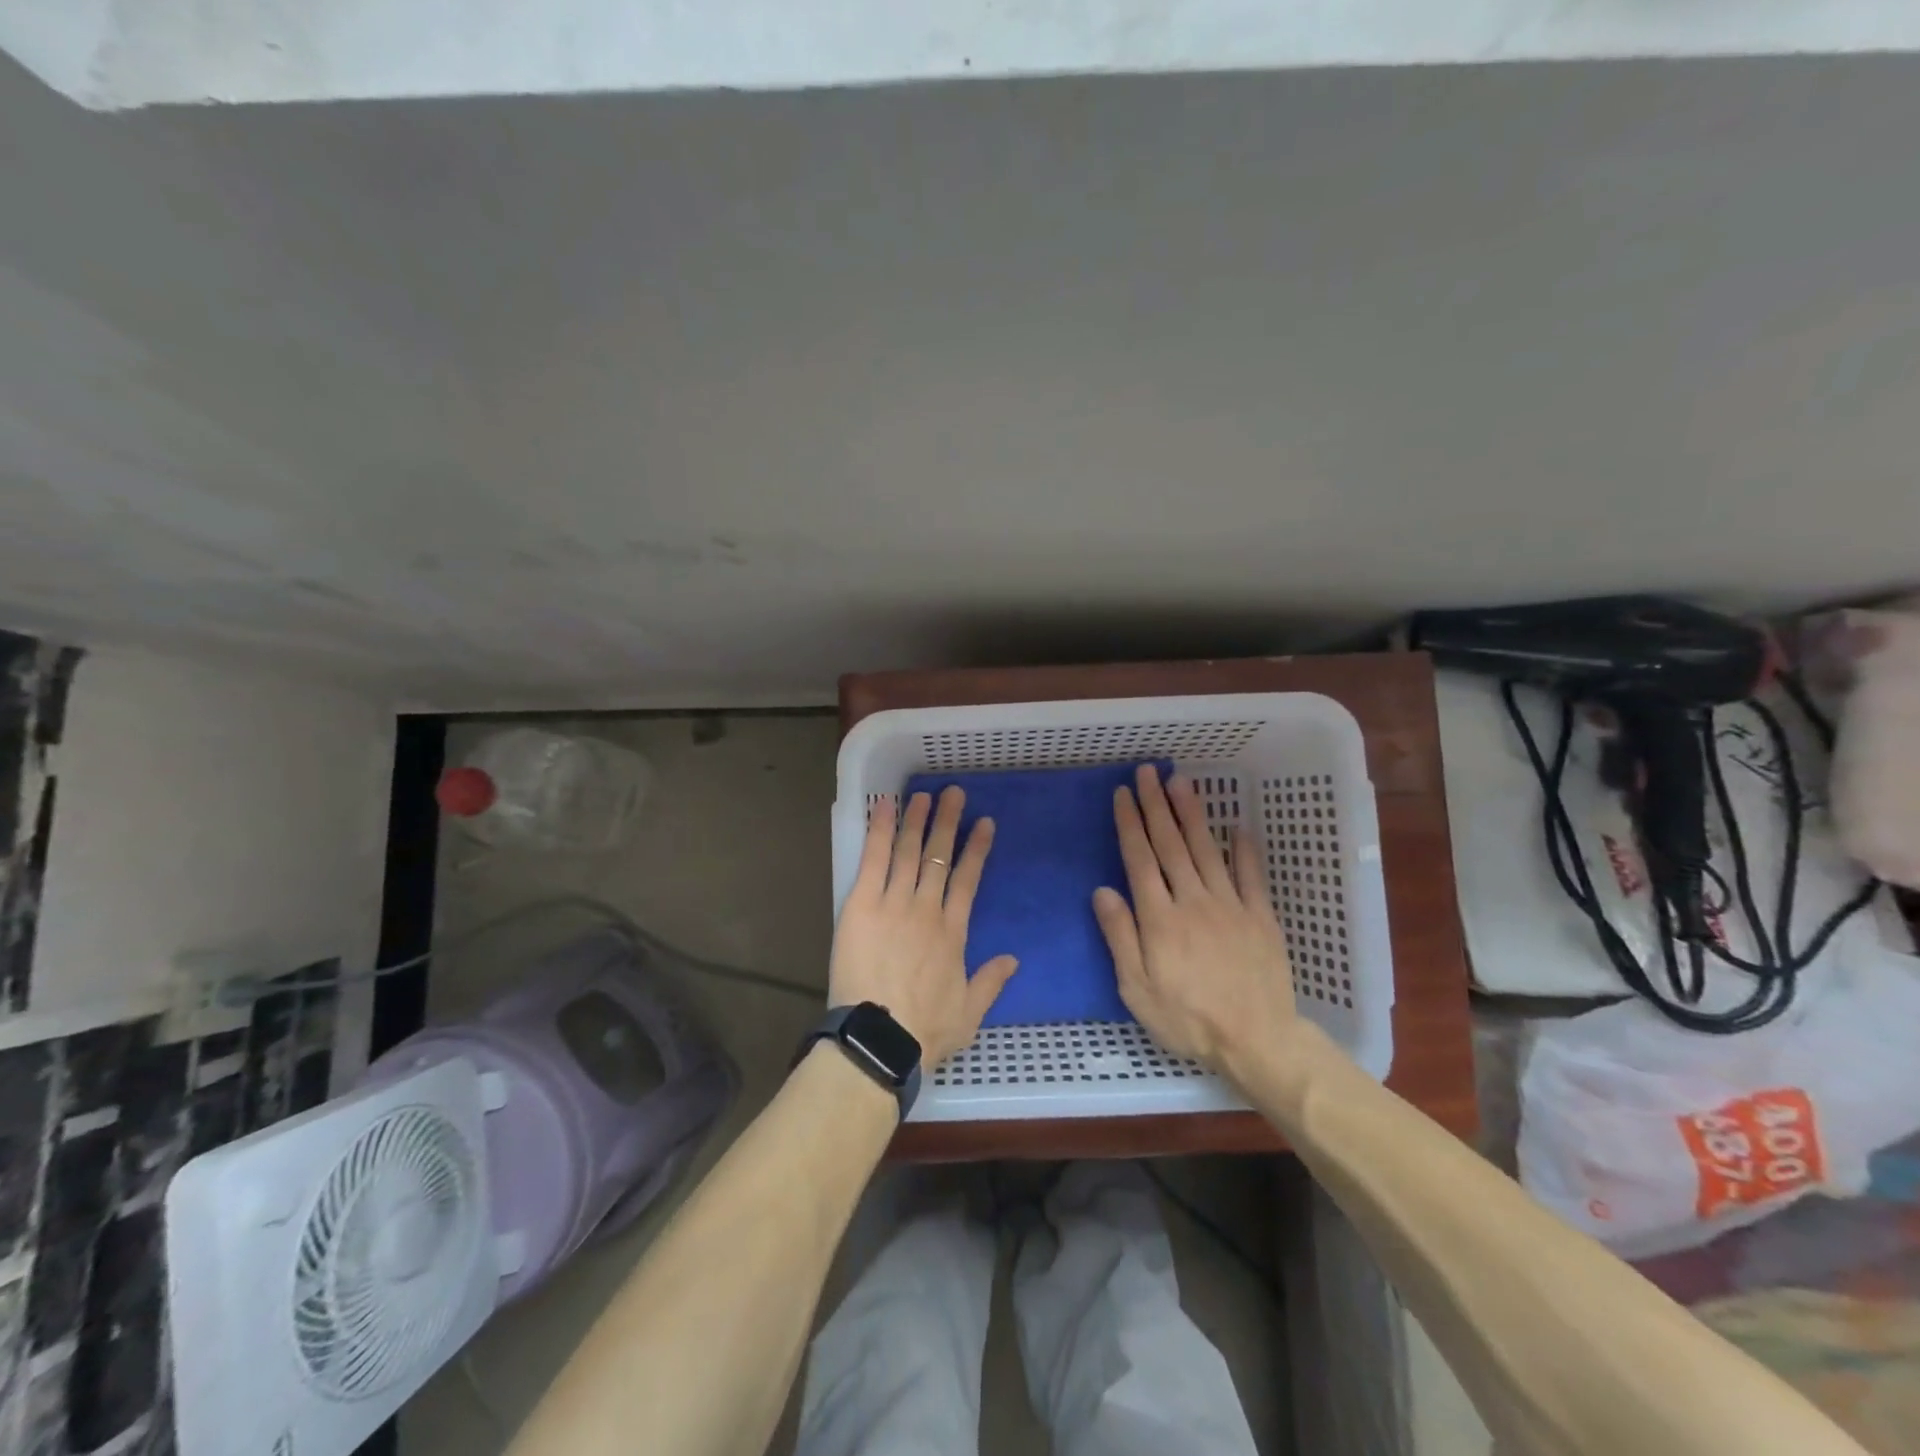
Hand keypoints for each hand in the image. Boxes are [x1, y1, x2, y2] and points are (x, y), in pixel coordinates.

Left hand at [828, 787, 1017, 1065]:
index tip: (985, 823)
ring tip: (922, 795)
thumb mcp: (969, 1014)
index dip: (977, 849)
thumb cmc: (925, 1031)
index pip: (968, 880)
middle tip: (954, 793)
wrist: (880, 1040)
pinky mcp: (862, 904)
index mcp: (952, 932)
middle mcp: (926, 909)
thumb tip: (1013, 958)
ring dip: (915, 820)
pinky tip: (883, 806)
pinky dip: (878, 831)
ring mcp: (894, 903)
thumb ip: (991, 982)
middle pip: (938, 857)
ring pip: (908, 852)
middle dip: (947, 823)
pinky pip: (873, 860)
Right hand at [1092, 764, 1300, 1078]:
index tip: (1123, 794)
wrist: (1257, 1040)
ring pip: (1206, 850)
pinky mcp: (1259, 916)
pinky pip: (1250, 875)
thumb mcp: (1137, 989)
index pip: (1140, 859)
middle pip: (1171, 844)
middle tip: (1148, 772)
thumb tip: (1102, 891)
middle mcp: (1193, 900)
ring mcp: (1230, 905)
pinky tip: (1237, 827)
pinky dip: (1243, 849)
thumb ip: (1120, 937)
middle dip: (1156, 805)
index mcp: (1160, 918)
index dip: (1130, 824)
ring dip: (1192, 814)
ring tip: (1181, 783)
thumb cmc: (1187, 1019)